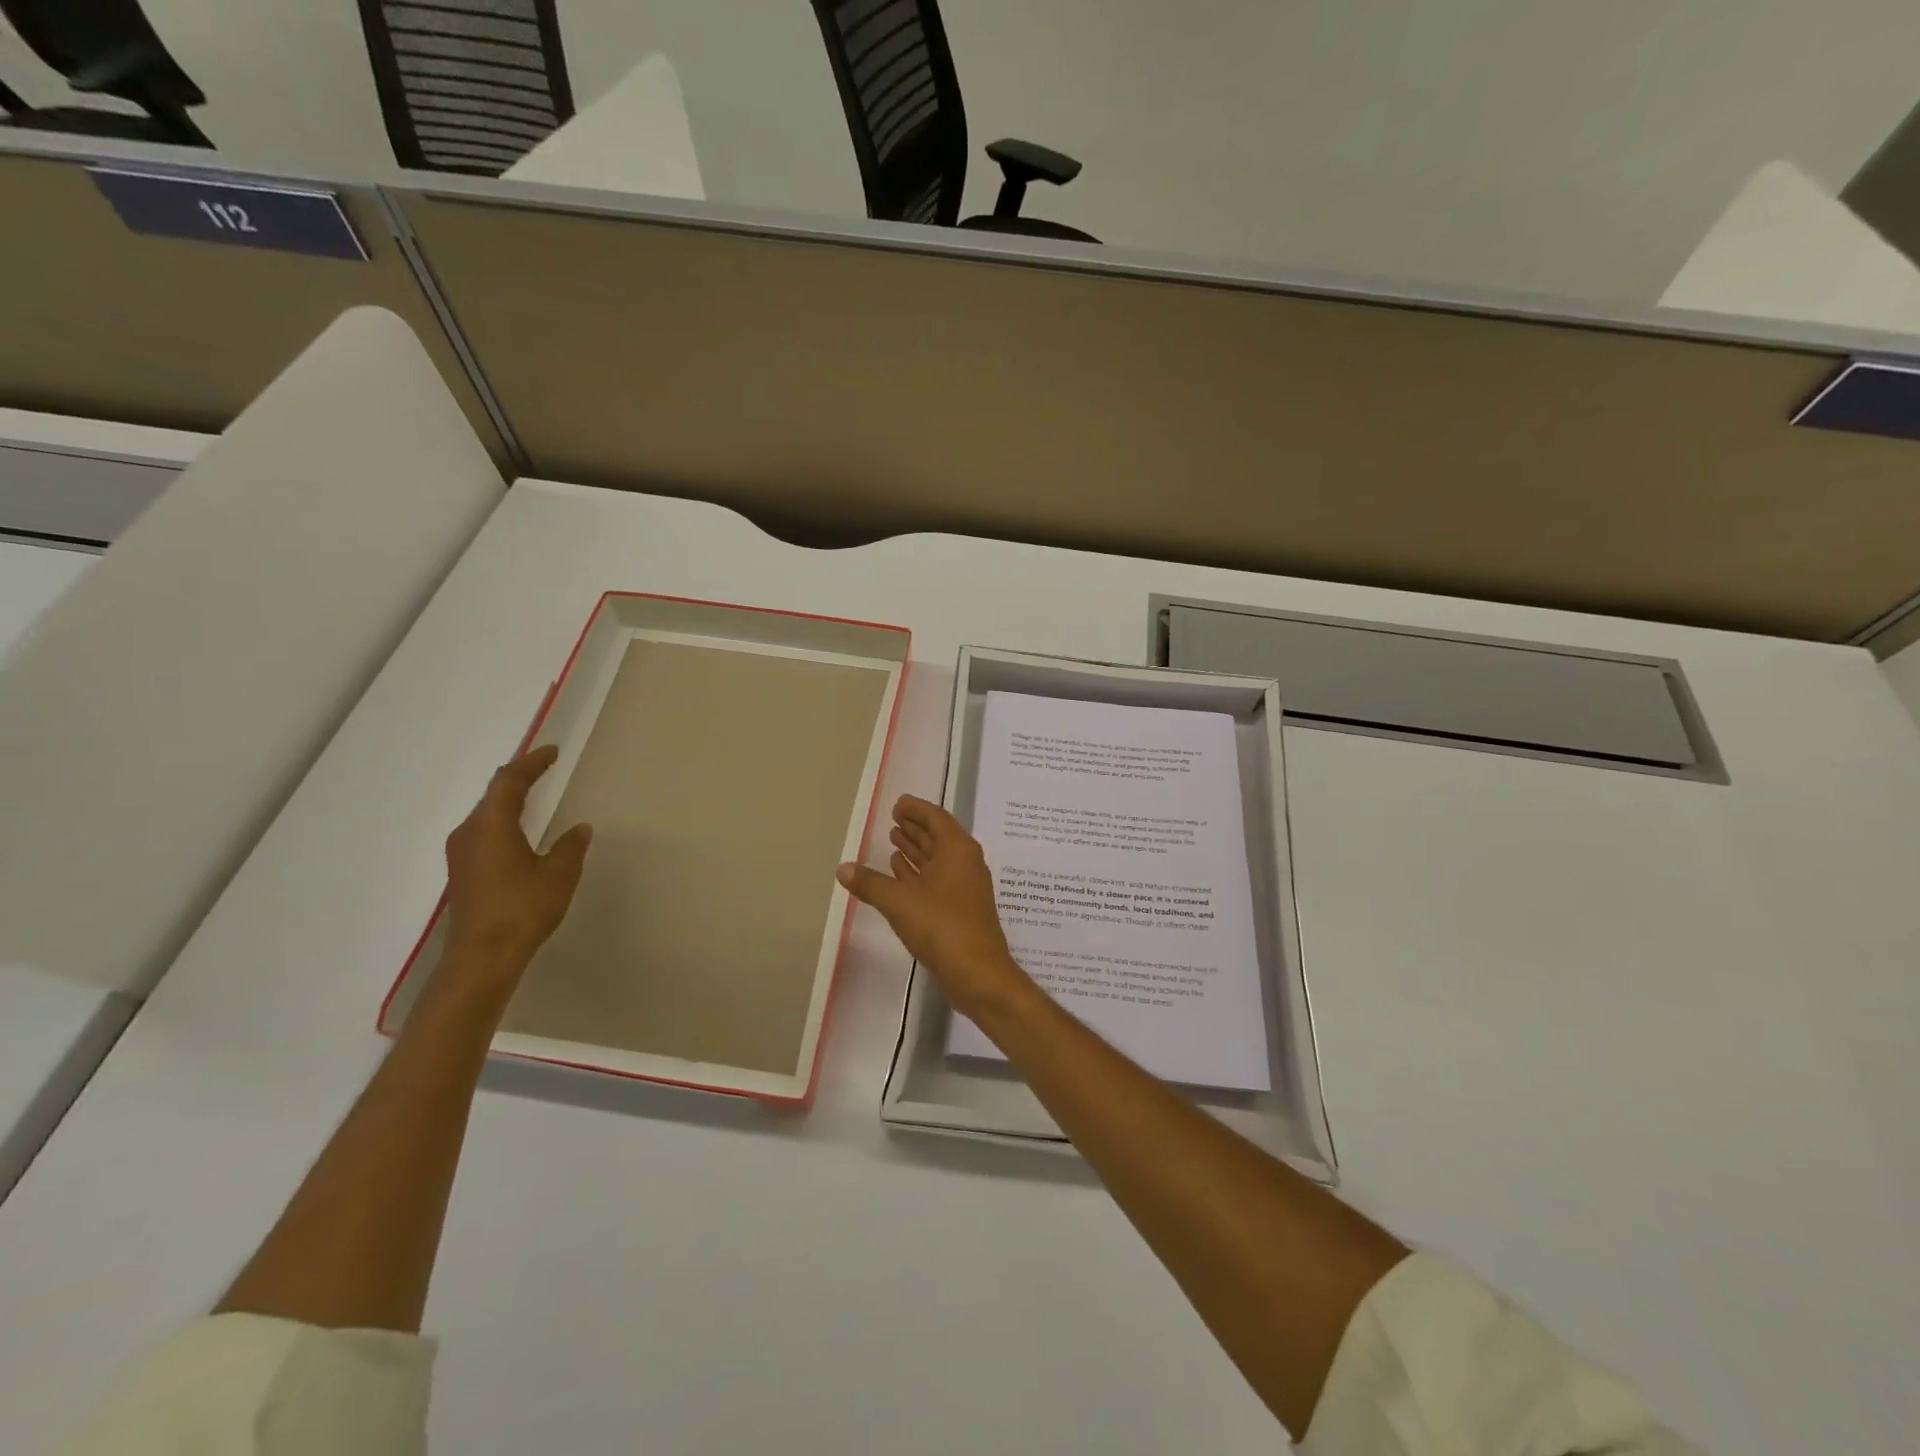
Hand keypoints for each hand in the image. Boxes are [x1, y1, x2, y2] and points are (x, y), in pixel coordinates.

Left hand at [443, 745, 592, 978]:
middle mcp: (469, 833)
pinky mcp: (463, 874)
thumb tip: (579, 828)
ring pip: (486, 815)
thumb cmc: (522, 909)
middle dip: (519, 779)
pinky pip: (484, 834)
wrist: (482, 957)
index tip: (551, 751)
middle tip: (543, 768)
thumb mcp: (558, 874)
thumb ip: (569, 847)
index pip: (509, 781)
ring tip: (533, 796)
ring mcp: (461, 855)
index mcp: (491, 825)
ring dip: (509, 802)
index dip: (531, 763)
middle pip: (493, 795)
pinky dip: (503, 823)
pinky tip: (519, 833)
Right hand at [838, 795, 1031, 1019]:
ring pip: (937, 860)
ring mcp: (964, 888)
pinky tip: (901, 874)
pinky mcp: (960, 909)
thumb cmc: (942, 926)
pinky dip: (919, 874)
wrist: (978, 973)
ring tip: (893, 842)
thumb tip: (842, 868)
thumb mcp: (900, 901)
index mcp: (958, 850)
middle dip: (916, 828)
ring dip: (916, 850)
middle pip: (938, 837)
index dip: (917, 809)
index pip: (936, 818)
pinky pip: (937, 880)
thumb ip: (870, 883)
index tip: (898, 804)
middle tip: (893, 819)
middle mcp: (965, 863)